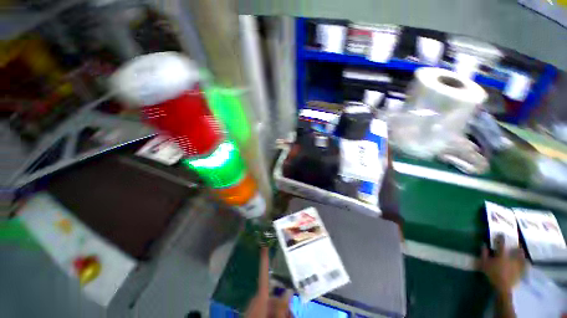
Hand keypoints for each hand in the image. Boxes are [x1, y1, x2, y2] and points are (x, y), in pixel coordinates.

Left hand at [246, 247, 292, 317]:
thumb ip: (281, 307)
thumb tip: (288, 291)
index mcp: (260, 298)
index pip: (264, 274)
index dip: (264, 260)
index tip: (264, 245)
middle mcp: (257, 300)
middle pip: (274, 297)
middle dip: (285, 305)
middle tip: (291, 315)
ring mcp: (255, 308)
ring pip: (272, 306)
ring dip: (281, 312)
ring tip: (288, 317)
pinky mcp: (254, 313)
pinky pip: (267, 311)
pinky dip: (276, 315)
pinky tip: (281, 317)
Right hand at [480, 235, 525, 294]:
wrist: (502, 287)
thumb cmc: (491, 274)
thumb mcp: (484, 263)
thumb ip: (484, 253)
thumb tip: (483, 244)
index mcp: (502, 255)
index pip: (501, 243)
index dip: (501, 238)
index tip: (501, 234)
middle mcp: (512, 257)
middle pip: (516, 249)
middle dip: (517, 246)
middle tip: (516, 243)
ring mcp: (518, 264)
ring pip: (522, 257)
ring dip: (522, 253)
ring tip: (521, 251)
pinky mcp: (521, 271)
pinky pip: (525, 265)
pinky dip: (525, 263)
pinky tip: (526, 262)